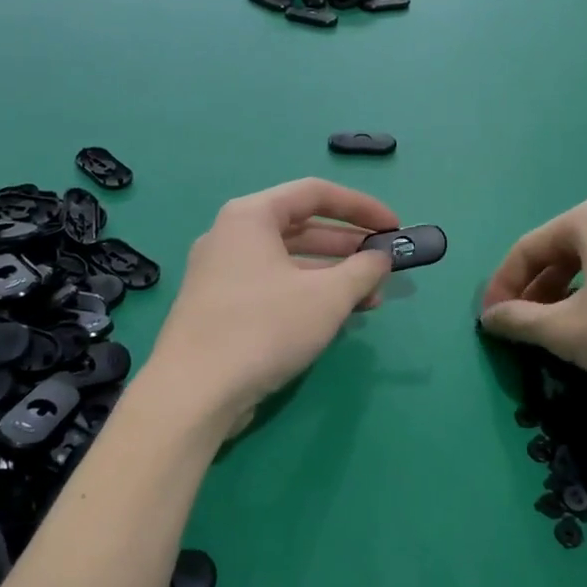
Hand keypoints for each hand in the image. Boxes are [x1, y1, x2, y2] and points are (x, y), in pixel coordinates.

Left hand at [145, 178, 395, 429]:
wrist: (193, 393)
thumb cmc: (264, 328)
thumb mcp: (327, 297)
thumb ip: (362, 270)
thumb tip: (381, 258)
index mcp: (251, 216)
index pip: (315, 194)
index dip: (361, 207)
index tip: (394, 228)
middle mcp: (231, 236)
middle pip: (301, 227)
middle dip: (348, 246)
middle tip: (384, 265)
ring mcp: (221, 273)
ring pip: (288, 262)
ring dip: (332, 276)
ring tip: (370, 299)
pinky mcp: (220, 307)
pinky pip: (273, 286)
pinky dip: (307, 294)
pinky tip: (335, 318)